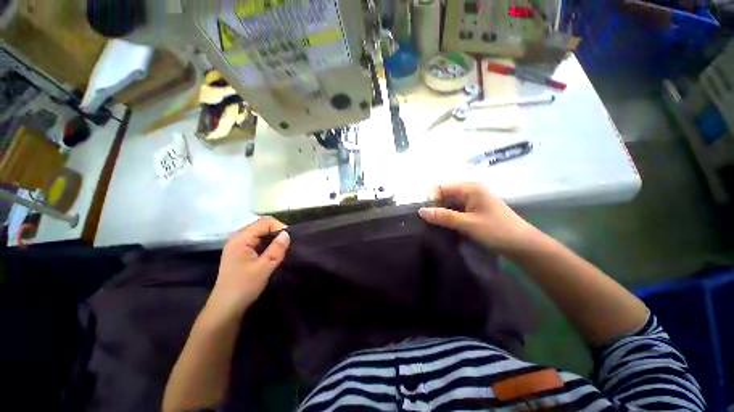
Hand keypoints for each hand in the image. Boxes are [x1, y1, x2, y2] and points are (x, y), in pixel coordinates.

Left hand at [206, 218, 290, 320]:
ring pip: (259, 234)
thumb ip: (276, 248)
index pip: (264, 222)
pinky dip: (266, 244)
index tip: (289, 239)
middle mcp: (238, 239)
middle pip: (261, 226)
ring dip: (272, 239)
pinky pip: (256, 242)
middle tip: (287, 244)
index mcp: (241, 239)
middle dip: (276, 232)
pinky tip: (272, 253)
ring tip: (282, 248)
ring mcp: (238, 246)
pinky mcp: (240, 254)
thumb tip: (287, 233)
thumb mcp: (264, 267)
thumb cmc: (244, 286)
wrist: (226, 308)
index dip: (279, 227)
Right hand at [418, 182, 538, 252]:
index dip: (432, 199)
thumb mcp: (467, 223)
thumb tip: (421, 211)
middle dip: (437, 208)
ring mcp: (473, 201)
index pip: (441, 187)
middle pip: (444, 195)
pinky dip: (451, 218)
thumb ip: (443, 216)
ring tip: (440, 227)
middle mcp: (470, 191)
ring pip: (450, 204)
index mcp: (469, 188)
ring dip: (443, 214)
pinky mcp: (475, 210)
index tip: (429, 215)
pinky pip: (457, 210)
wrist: (523, 245)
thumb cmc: (496, 231)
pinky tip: (450, 229)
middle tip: (433, 223)